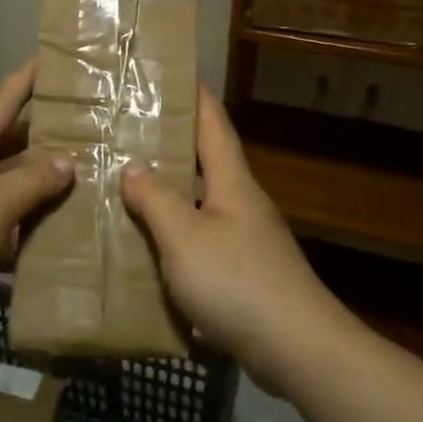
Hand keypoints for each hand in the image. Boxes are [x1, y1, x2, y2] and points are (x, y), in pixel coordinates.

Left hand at [0, 62, 72, 331]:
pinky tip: (34, 244)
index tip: (46, 59)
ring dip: (26, 187)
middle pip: (1, 144)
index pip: (2, 103)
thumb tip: (67, 161)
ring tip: (68, 187)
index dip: (25, 82)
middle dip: (36, 138)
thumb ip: (32, 183)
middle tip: (77, 132)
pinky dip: (8, 229)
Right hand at [121, 88, 348, 385]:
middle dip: (172, 144)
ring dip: (170, 192)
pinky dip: (175, 233)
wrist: (295, 348)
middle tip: (128, 132)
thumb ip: (156, 199)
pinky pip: (202, 239)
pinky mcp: (245, 273)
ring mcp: (247, 239)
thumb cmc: (237, 282)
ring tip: (127, 186)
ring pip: (201, 202)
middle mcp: (243, 203)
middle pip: (207, 162)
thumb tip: (133, 166)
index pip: (213, 125)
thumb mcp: (184, 237)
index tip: (172, 73)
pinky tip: (149, 246)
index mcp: (233, 183)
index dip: (195, 96)